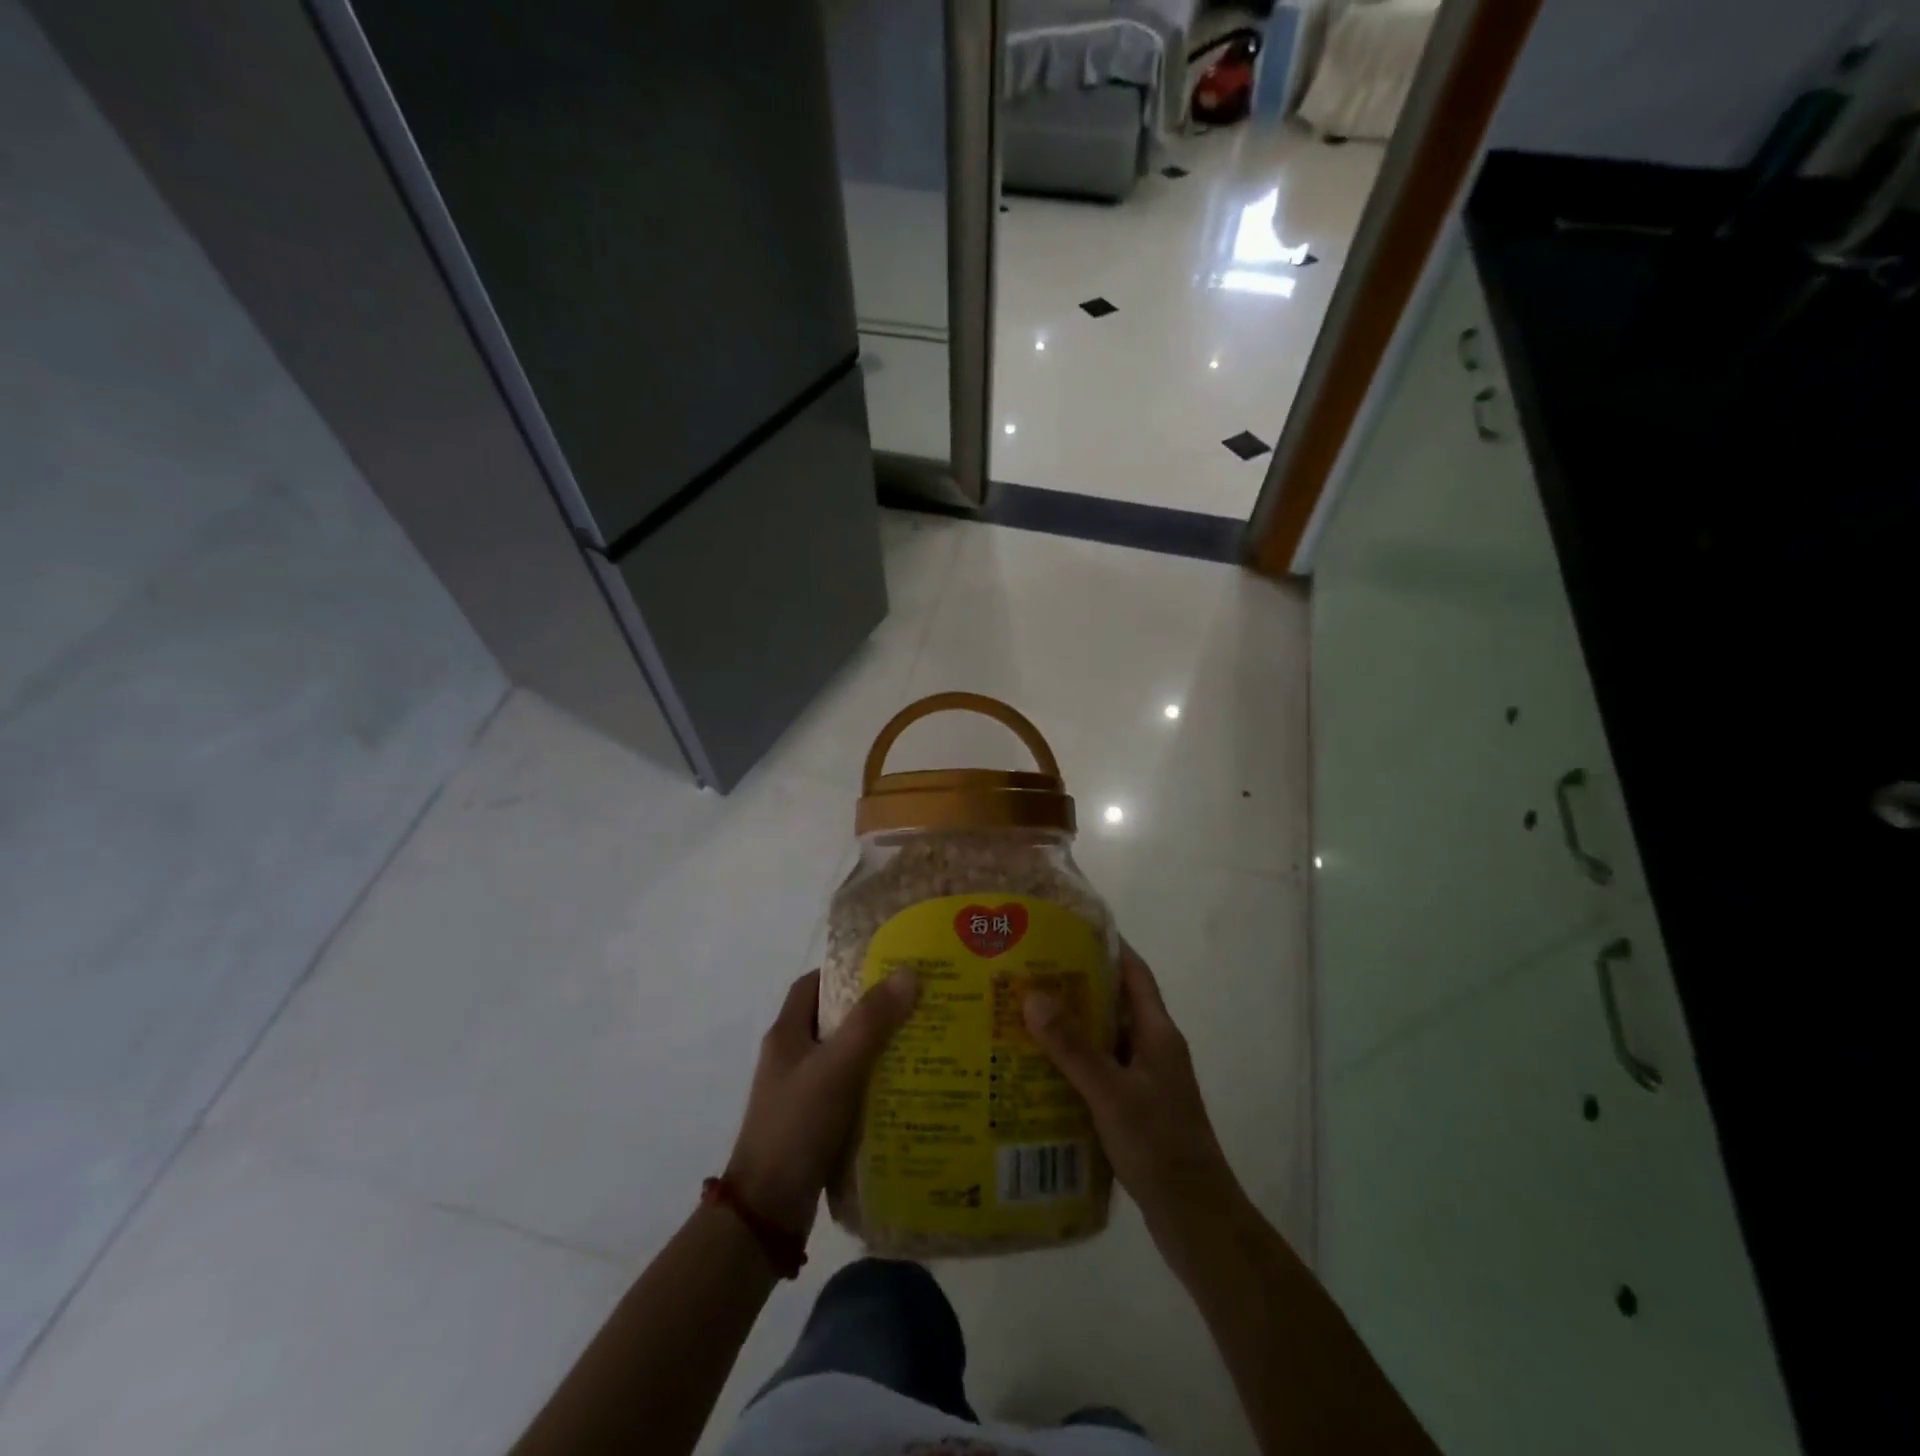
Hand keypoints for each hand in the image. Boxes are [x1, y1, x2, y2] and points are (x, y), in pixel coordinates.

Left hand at [725, 968, 917, 1239]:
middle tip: (916, 1004)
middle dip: (873, 1010)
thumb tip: (908, 973)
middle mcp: (791, 1058)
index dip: (845, 971)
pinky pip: (850, 1092)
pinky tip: (907, 1090)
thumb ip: (871, 1021)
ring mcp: (801, 1094)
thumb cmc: (796, 1125)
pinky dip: (875, 1086)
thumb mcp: (837, 1066)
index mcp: (786, 1034)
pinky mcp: (815, 1125)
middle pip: (834, 1019)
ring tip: (922, 1043)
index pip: (813, 984)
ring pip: (845, 1057)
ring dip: (878, 1050)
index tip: (886, 967)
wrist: (766, 1212)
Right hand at [1023, 945, 1245, 1267]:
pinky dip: (1073, 1065)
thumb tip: (1034, 995)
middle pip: (1114, 1004)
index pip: (1134, 973)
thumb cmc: (1160, 1146)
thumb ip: (1073, 1047)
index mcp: (1157, 1033)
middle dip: (1075, 986)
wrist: (1196, 1220)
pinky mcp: (1135, 1109)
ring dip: (1070, 1028)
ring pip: (1104, 1040)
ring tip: (1023, 1017)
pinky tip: (1039, 1072)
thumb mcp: (1111, 1093)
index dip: (1106, 946)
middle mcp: (1153, 1049)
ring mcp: (1146, 1081)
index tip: (1067, 929)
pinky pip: (1100, 1072)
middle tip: (1028, 974)